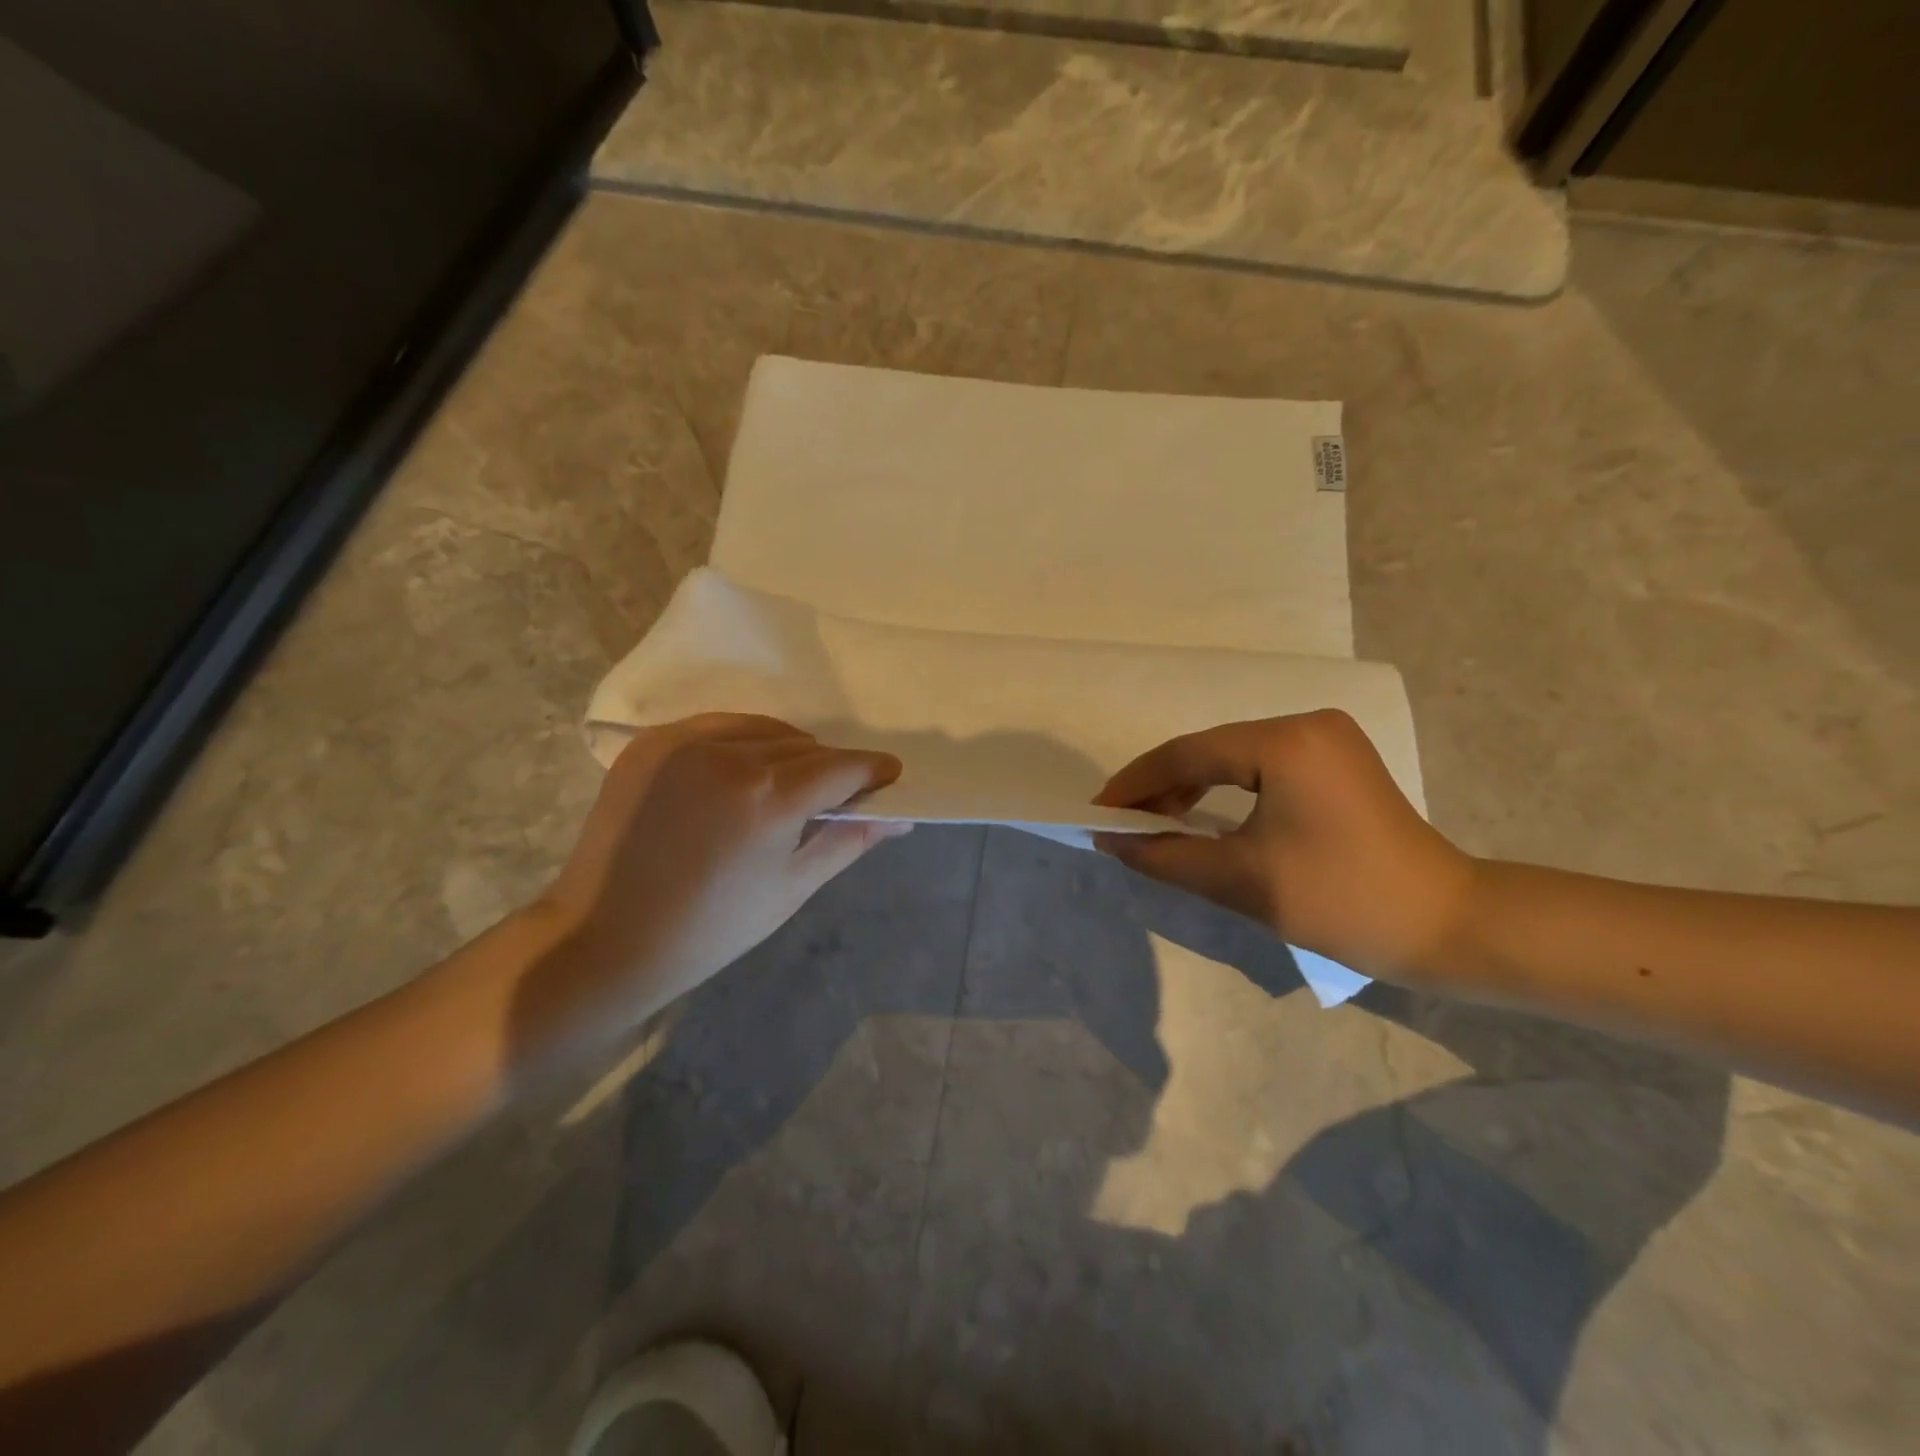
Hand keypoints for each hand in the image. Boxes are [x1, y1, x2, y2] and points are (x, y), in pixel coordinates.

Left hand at [521, 715, 903, 1055]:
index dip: (871, 770)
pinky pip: (718, 725)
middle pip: (805, 747)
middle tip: (834, 795)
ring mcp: (685, 743)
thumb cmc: (712, 927)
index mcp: (770, 798)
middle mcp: (731, 755)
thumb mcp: (793, 887)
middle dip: (829, 767)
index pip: (841, 767)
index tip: (889, 774)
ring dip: (788, 750)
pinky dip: (743, 741)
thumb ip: (849, 840)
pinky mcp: (652, 743)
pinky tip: (742, 769)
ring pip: (764, 729)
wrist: (607, 938)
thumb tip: (900, 817)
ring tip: (788, 782)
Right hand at [1093, 710, 1474, 978]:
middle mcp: (1306, 724)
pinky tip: (1202, 816)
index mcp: (1285, 743)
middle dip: (1161, 787)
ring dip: (1191, 789)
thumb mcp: (1240, 880)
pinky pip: (1261, 768)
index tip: (1097, 813)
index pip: (1188, 754)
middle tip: (1122, 823)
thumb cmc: (1341, 901)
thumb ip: (1165, 856)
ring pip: (1234, 757)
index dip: (1136, 784)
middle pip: (1210, 750)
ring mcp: (1326, 739)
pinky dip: (1226, 791)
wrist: (1446, 926)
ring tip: (1154, 824)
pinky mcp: (1336, 761)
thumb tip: (1110, 840)